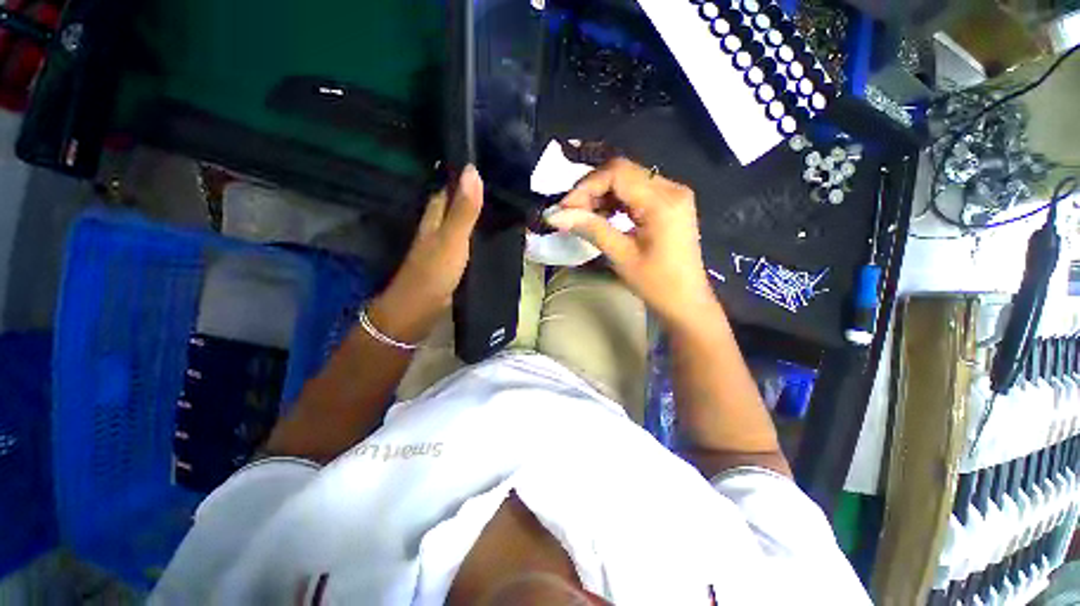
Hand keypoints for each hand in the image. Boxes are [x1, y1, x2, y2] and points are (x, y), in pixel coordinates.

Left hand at [368, 166, 483, 343]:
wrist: (420, 308)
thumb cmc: (435, 271)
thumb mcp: (453, 238)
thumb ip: (464, 210)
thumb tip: (472, 170)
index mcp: (435, 218)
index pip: (448, 190)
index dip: (464, 179)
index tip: (486, 168)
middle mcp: (436, 229)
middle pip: (454, 207)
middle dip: (472, 198)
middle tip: (500, 191)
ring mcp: (442, 247)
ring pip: (460, 225)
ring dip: (476, 218)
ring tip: (501, 211)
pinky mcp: (449, 263)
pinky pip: (465, 243)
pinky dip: (476, 238)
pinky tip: (490, 239)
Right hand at [545, 158, 718, 331]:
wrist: (686, 301)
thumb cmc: (657, 284)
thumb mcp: (621, 256)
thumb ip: (591, 229)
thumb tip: (555, 216)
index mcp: (663, 201)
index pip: (618, 173)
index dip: (586, 186)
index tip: (564, 207)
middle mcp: (671, 189)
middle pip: (623, 172)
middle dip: (592, 189)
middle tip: (570, 212)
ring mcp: (672, 195)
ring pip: (628, 180)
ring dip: (601, 195)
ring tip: (582, 216)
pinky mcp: (669, 205)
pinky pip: (636, 192)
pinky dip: (615, 201)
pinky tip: (602, 215)